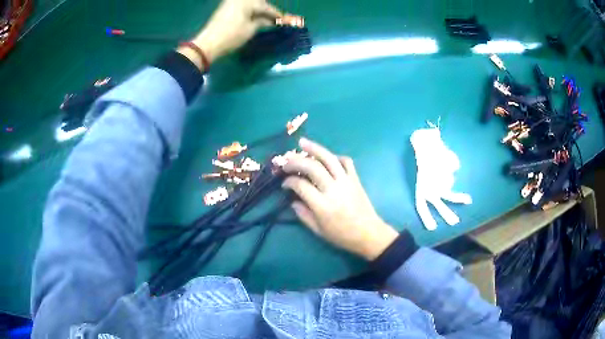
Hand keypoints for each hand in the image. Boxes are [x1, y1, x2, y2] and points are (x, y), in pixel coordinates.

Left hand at [179, 0, 281, 69]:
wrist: (208, 43)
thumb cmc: (231, 36)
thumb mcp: (251, 29)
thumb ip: (262, 22)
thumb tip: (271, 20)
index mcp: (247, 1)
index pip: (266, 7)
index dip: (277, 14)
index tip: (286, 20)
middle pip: (258, 2)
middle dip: (267, 9)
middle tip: (276, 18)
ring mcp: (230, 2)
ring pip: (250, 3)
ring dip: (258, 9)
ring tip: (266, 18)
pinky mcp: (224, 8)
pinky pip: (242, 5)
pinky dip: (249, 10)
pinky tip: (254, 17)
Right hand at [282, 138, 398, 260]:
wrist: (368, 234)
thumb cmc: (341, 235)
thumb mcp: (318, 231)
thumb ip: (303, 214)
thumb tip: (293, 200)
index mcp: (322, 205)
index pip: (300, 185)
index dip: (289, 181)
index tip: (284, 183)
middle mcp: (333, 189)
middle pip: (312, 167)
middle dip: (296, 161)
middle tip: (286, 162)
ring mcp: (346, 182)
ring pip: (329, 159)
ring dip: (314, 148)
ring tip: (302, 143)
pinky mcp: (355, 179)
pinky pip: (346, 162)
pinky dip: (336, 157)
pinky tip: (328, 158)